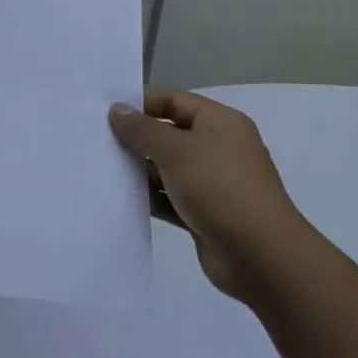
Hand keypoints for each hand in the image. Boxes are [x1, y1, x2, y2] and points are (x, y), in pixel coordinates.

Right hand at [108, 91, 318, 301]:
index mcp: (220, 123)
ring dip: (139, 169)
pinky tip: (119, 197)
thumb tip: (117, 109)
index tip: (106, 114)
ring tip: (101, 168)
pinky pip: (169, 197)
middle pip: (169, 134)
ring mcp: (211, 182)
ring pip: (167, 168)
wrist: (259, 255)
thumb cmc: (219, 188)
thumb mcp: (176, 151)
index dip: (142, 104)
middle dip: (137, 138)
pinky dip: (149, 197)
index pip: (175, 101)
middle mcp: (217, 148)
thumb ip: (143, 129)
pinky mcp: (203, 212)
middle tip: (98, 141)